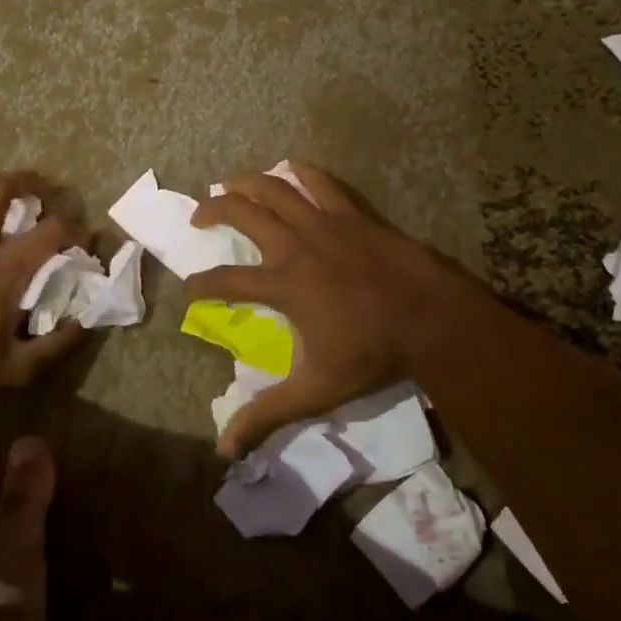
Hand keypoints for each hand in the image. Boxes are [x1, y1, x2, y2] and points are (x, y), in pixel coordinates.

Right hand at [186, 163, 476, 456]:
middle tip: (200, 216)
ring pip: (275, 188)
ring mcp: (324, 223)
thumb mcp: (317, 389)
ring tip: (231, 185)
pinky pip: (319, 182)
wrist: (430, 316)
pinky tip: (289, 170)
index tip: (190, 288)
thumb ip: (269, 414)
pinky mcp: (352, 213)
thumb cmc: (373, 352)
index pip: (225, 282)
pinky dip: (299, 173)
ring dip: (247, 183)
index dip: (200, 284)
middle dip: (213, 210)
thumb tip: (225, 450)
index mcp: (283, 284)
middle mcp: (295, 245)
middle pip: (242, 213)